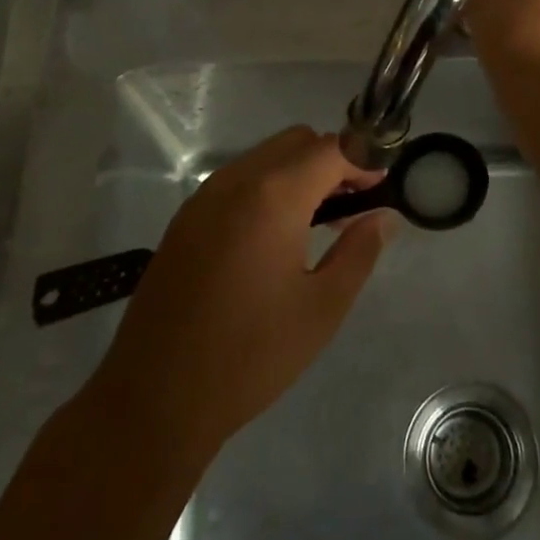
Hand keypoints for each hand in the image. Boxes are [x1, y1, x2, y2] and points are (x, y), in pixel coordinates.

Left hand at [91, 127, 392, 465]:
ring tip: (318, 224)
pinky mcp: (185, 219)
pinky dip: (268, 187)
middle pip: (297, 141)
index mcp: (273, 196)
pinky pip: (238, 179)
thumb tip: (384, 216)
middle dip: (332, 161)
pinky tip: (275, 237)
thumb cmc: (250, 355)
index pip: (331, 148)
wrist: (155, 398)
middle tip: (352, 207)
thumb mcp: (321, 307)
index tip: (383, 190)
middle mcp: (236, 181)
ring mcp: (204, 197)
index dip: (364, 161)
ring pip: (266, 156)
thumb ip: (359, 251)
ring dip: (300, 172)